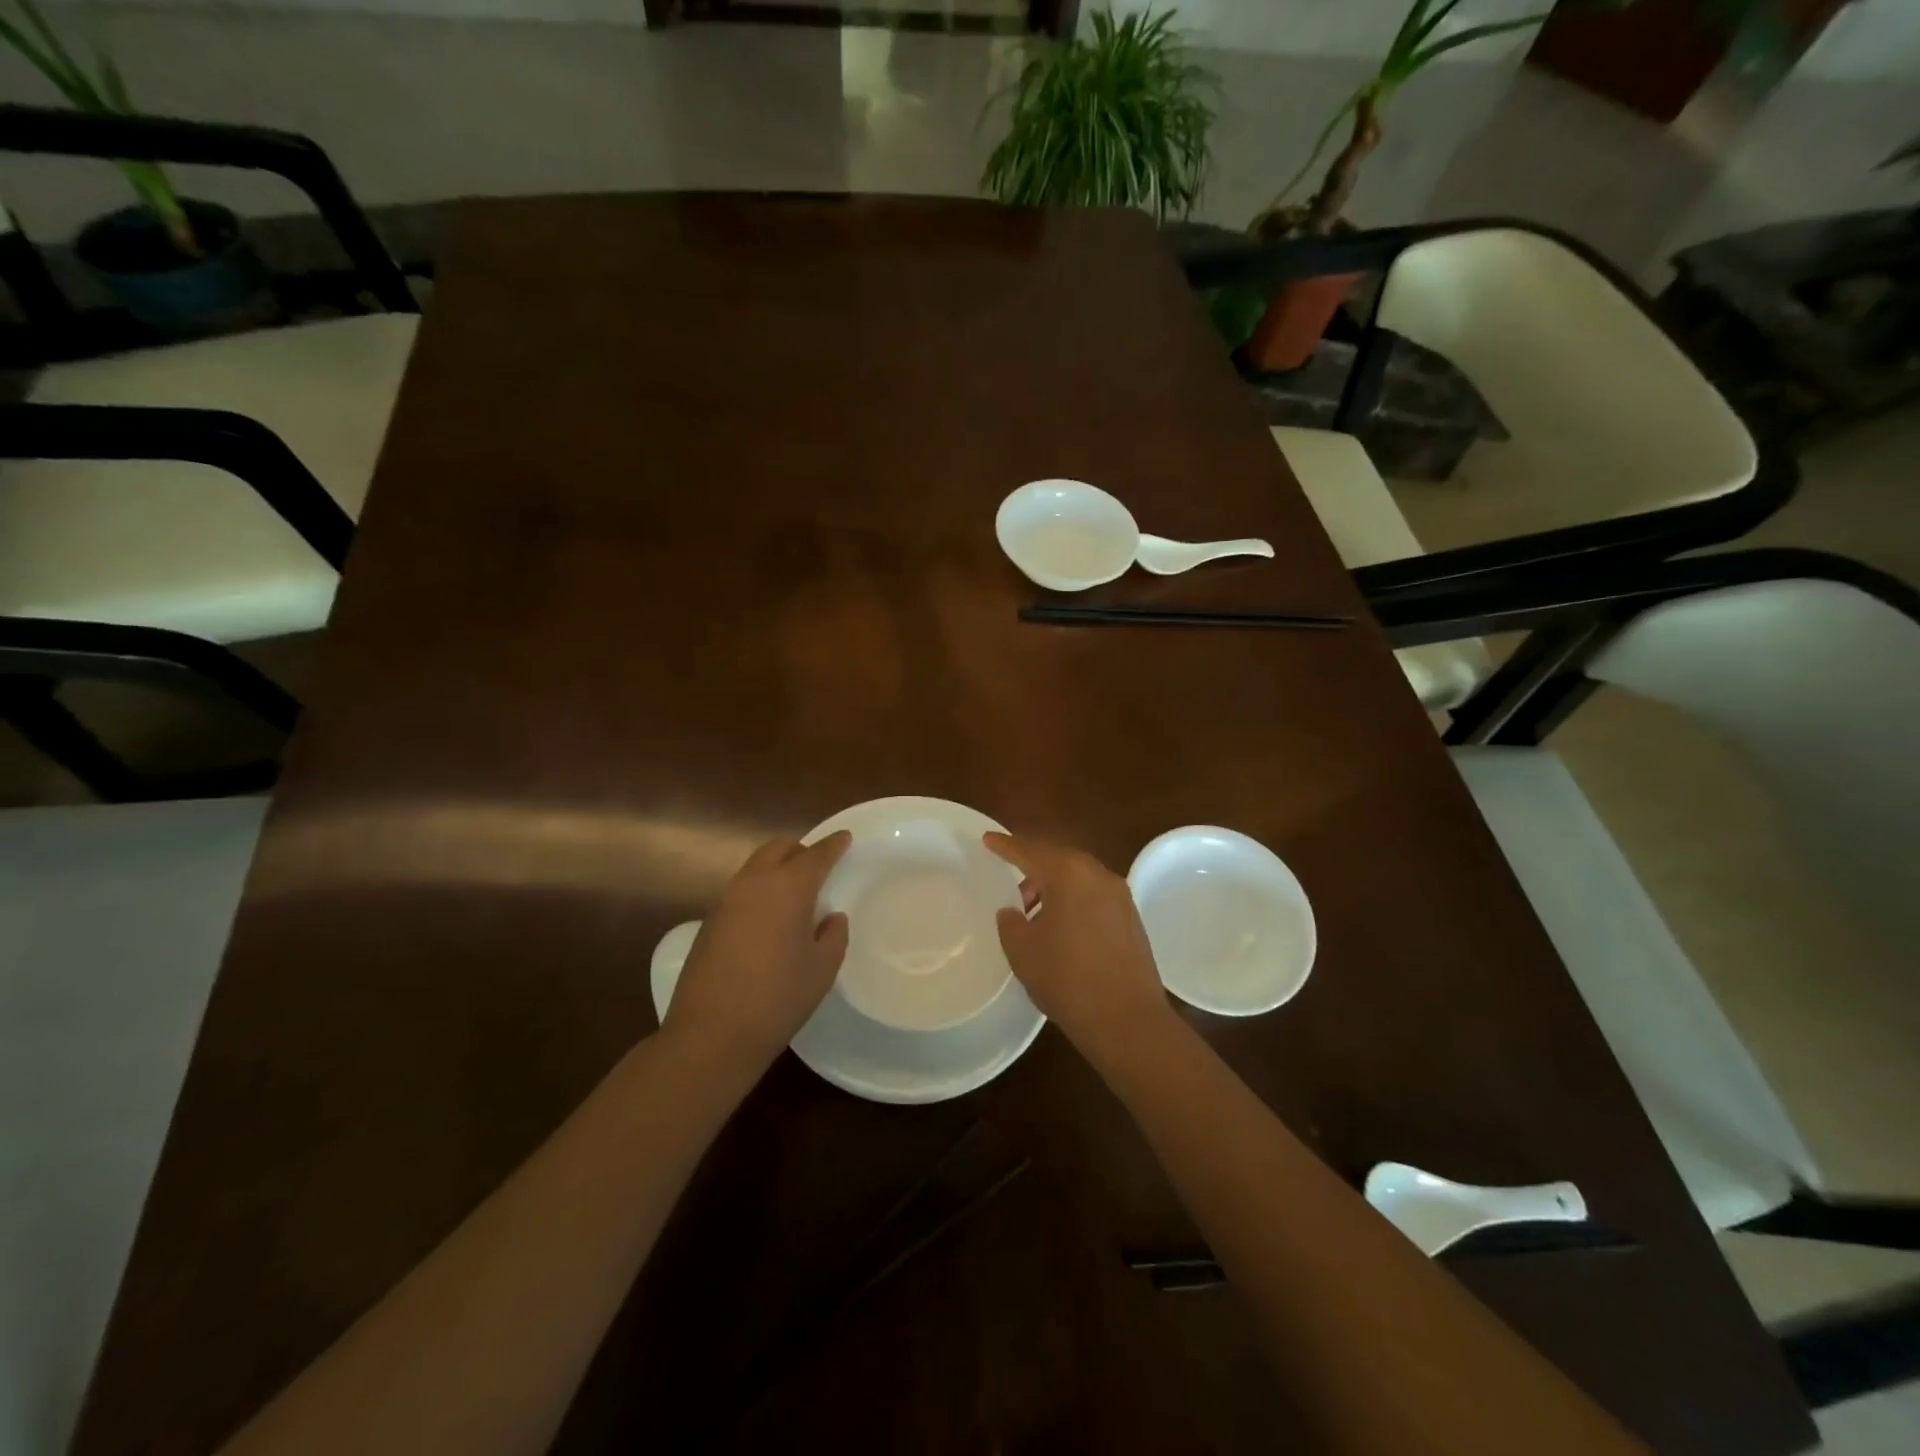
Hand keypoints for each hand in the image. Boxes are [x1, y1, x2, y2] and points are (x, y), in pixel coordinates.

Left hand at [663, 832, 850, 1076]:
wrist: (711, 1034)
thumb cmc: (778, 999)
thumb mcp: (821, 969)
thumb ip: (833, 935)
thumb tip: (831, 917)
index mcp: (788, 888)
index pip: (816, 855)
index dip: (833, 844)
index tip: (845, 838)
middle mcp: (754, 883)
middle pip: (778, 848)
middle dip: (801, 849)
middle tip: (819, 864)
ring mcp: (726, 901)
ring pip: (756, 866)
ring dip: (777, 868)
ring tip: (795, 891)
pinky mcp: (709, 922)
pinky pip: (741, 890)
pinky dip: (759, 889)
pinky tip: (769, 917)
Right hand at [984, 832, 1172, 1064]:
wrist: (1127, 1021)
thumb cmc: (1067, 979)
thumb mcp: (1023, 950)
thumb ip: (1010, 922)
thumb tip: (1013, 912)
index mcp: (1070, 873)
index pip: (1030, 851)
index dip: (1006, 846)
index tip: (988, 839)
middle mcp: (1099, 875)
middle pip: (1059, 861)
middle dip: (1032, 869)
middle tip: (1011, 889)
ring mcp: (1120, 898)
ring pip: (1079, 880)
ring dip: (1054, 889)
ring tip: (1033, 917)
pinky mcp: (1132, 920)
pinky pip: (1094, 898)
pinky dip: (1074, 903)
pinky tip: (1062, 930)